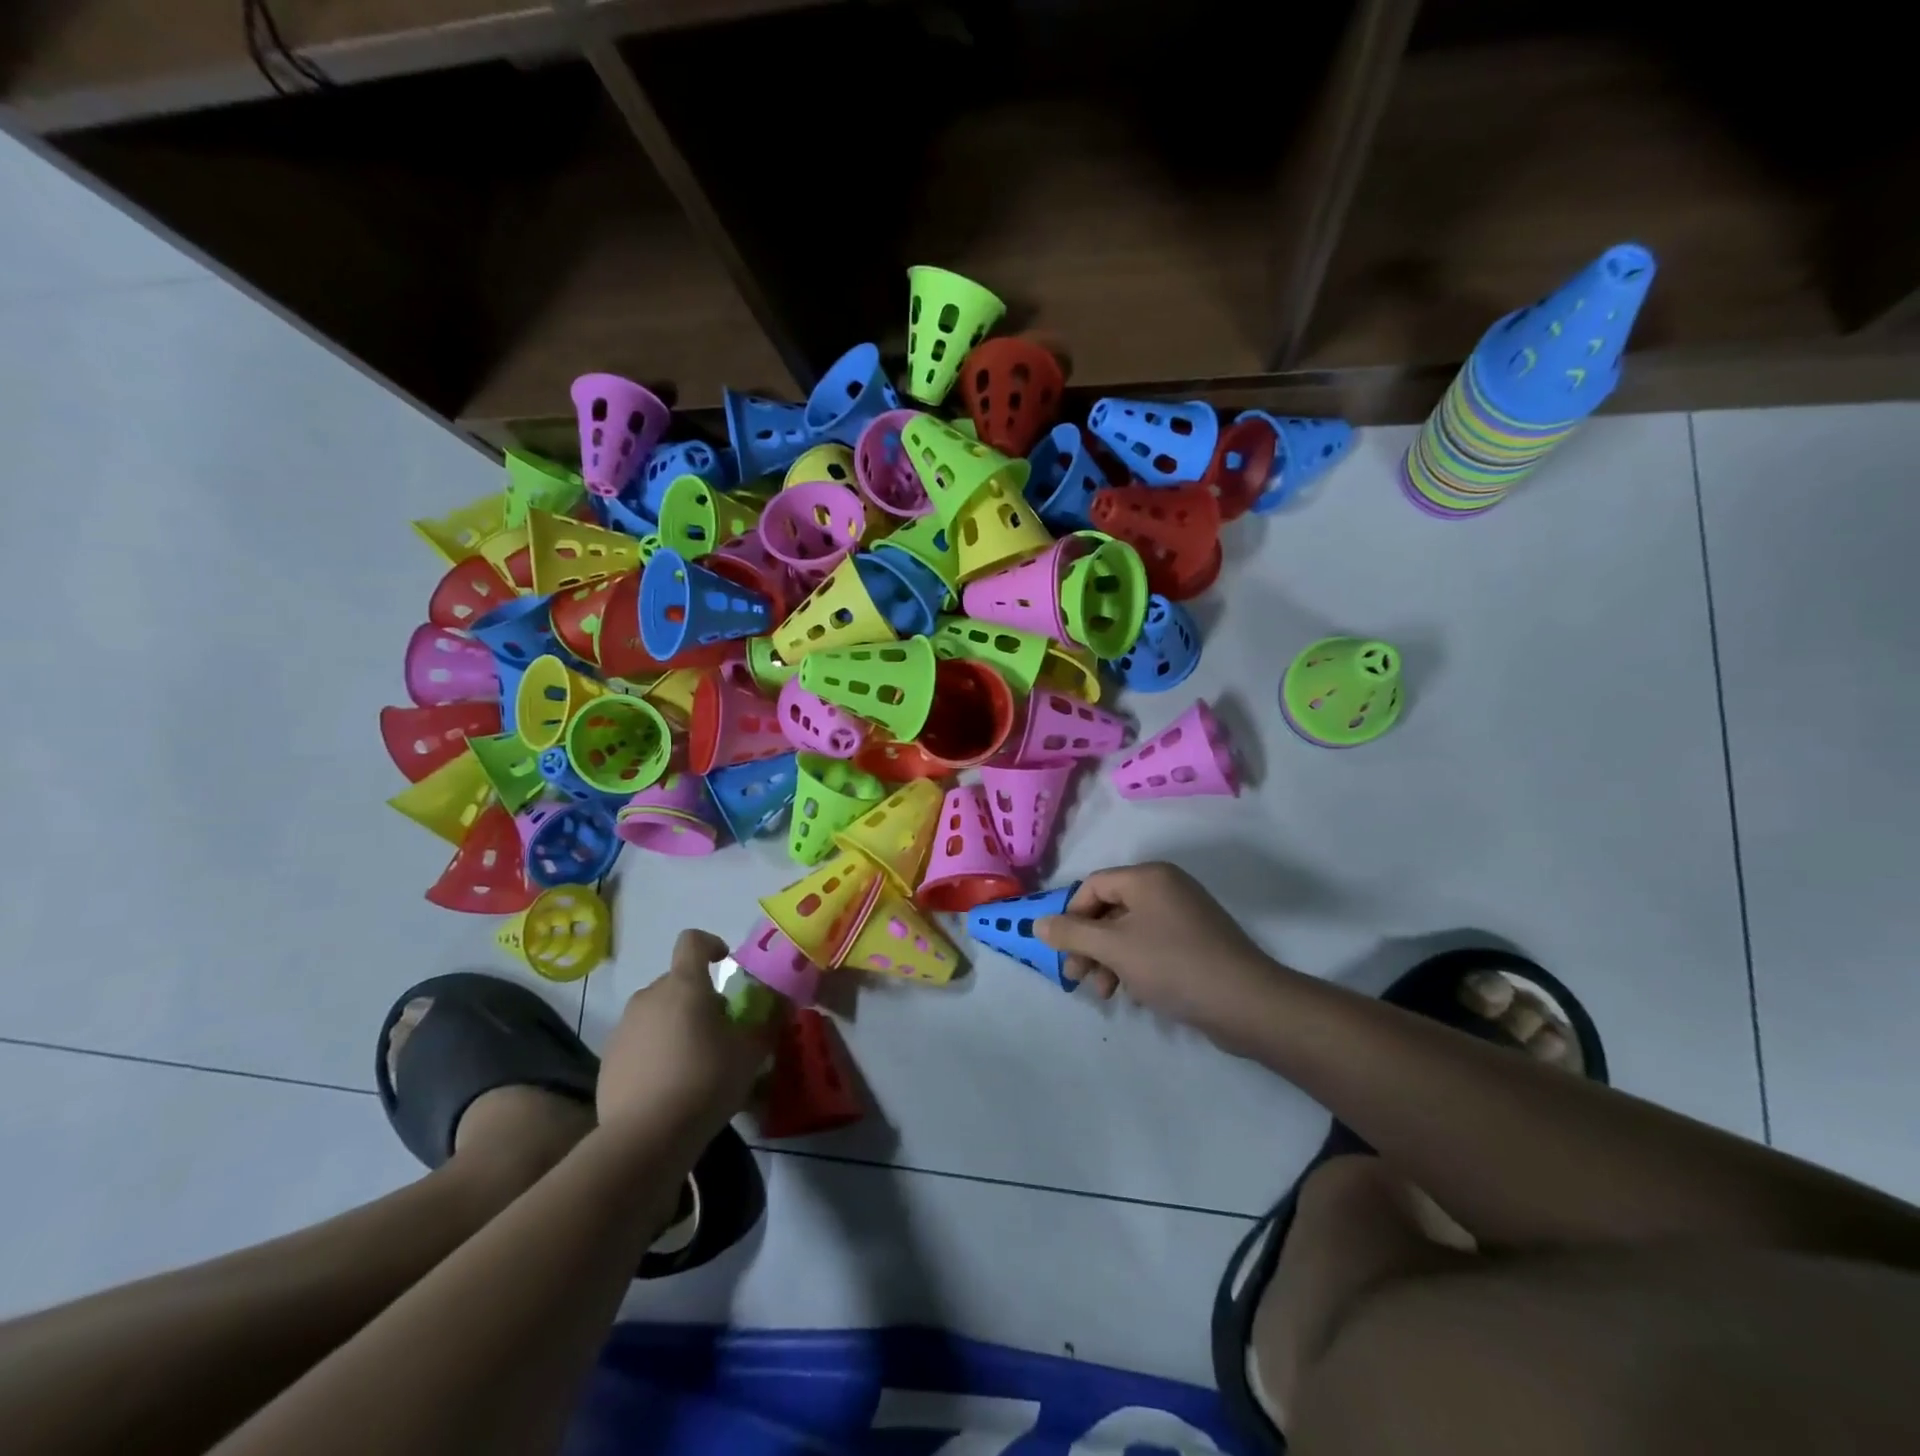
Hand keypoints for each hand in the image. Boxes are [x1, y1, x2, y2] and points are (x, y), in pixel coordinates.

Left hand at [598, 930, 776, 1137]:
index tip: (725, 963)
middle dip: (697, 996)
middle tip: (718, 1028)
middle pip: (676, 981)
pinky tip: (668, 1084)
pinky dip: (654, 1051)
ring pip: (656, 1012)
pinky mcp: (608, 1059)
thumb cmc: (705, 1081)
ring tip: (692, 1060)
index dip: (710, 944)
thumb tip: (781, 1006)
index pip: (692, 941)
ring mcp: (624, 1028)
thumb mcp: (751, 1053)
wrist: (645, 1138)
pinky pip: (638, 1041)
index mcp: (685, 985)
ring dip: (675, 1023)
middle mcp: (649, 997)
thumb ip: (767, 1024)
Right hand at [1036, 862, 1284, 1056]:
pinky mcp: (1197, 942)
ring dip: (1109, 960)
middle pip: (1110, 908)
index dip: (1072, 917)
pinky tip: (1133, 993)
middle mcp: (1167, 887)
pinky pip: (1152, 945)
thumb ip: (1071, 934)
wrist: (1245, 1003)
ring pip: (1129, 931)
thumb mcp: (1113, 948)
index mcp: (1148, 877)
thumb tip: (1038, 924)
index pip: (1094, 885)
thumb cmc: (1172, 965)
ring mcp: (1185, 915)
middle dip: (1089, 944)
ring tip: (1106, 992)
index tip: (1064, 952)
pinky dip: (1134, 965)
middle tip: (1077, 978)